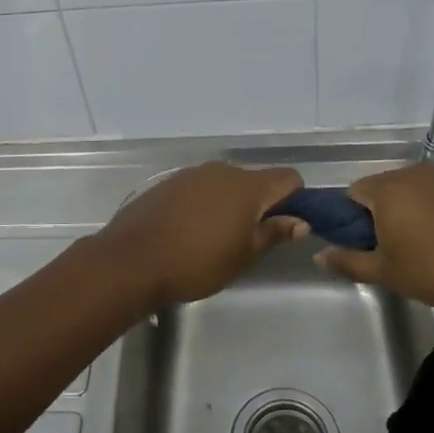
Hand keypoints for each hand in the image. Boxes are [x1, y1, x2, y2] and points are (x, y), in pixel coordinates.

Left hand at [94, 161, 306, 308]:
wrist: (132, 260)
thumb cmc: (197, 262)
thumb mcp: (244, 256)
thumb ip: (273, 233)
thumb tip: (300, 221)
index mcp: (247, 185)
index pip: (288, 177)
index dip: (295, 199)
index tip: (286, 226)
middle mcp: (222, 170)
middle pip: (255, 180)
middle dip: (260, 204)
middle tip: (251, 239)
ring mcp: (191, 174)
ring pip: (225, 183)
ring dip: (230, 204)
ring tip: (217, 238)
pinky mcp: (168, 183)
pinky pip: (199, 188)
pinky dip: (204, 204)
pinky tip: (190, 231)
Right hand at [314, 163, 433, 318]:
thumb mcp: (386, 273)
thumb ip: (348, 261)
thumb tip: (318, 254)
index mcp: (387, 189)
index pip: (353, 192)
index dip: (353, 219)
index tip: (367, 244)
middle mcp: (412, 172)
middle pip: (382, 187)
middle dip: (381, 212)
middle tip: (394, 248)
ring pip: (411, 188)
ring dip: (408, 208)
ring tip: (423, 243)